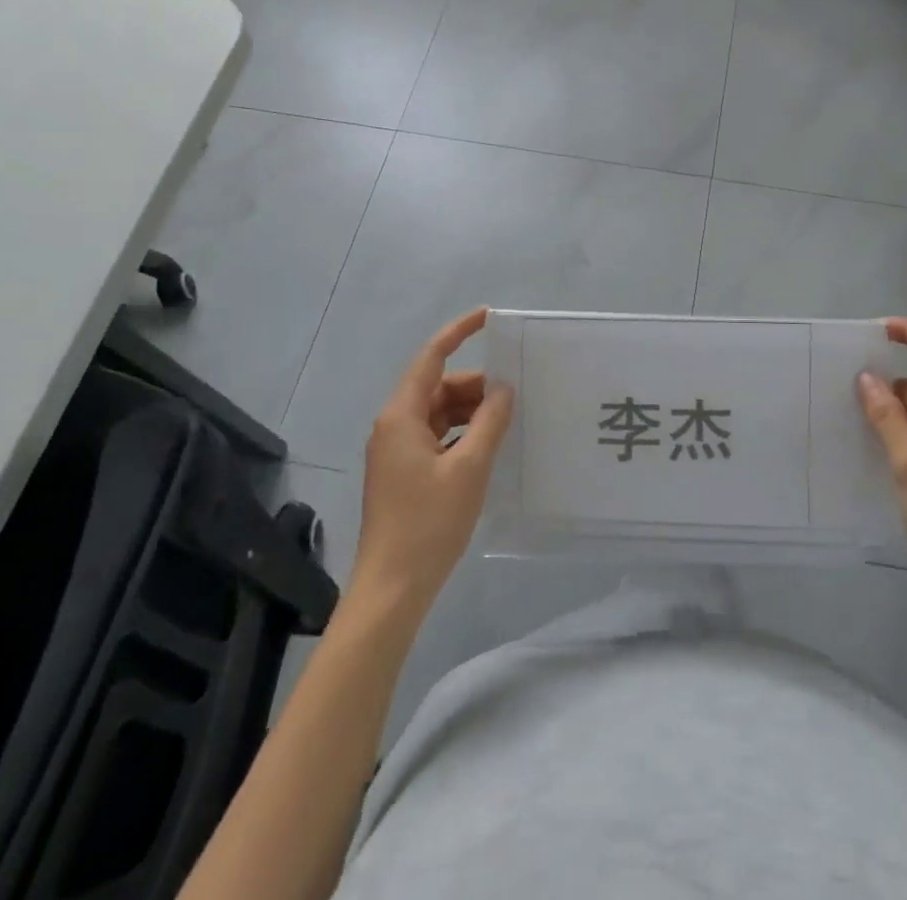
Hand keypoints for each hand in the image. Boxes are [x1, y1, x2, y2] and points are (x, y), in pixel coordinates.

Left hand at [353, 308, 513, 608]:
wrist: (391, 590)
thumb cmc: (428, 523)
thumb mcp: (469, 468)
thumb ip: (490, 422)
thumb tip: (504, 389)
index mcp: (402, 416)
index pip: (431, 357)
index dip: (459, 332)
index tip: (489, 317)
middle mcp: (394, 425)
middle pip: (438, 387)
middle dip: (475, 385)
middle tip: (515, 391)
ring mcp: (396, 451)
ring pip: (439, 413)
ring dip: (471, 411)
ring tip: (508, 418)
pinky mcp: (403, 473)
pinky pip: (437, 437)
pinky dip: (463, 434)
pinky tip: (489, 446)